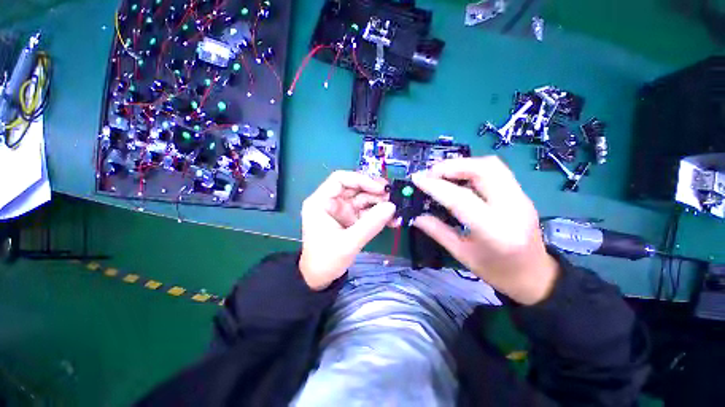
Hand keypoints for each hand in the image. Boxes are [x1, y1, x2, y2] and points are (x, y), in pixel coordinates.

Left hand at [299, 171, 395, 289]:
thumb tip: (392, 207)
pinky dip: (379, 214)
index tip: (379, 188)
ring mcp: (342, 210)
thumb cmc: (326, 260)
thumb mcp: (348, 243)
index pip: (340, 179)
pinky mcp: (351, 219)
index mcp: (321, 202)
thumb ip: (370, 224)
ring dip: (380, 203)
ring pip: (363, 199)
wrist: (320, 278)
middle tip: (393, 197)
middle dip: (374, 191)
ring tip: (395, 210)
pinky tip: (392, 220)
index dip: (361, 179)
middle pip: (355, 188)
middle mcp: (332, 202)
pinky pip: (366, 211)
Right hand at [411, 157, 558, 304]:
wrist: (536, 276)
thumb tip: (416, 217)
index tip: (416, 178)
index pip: (461, 198)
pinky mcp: (521, 194)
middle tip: (430, 173)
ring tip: (442, 173)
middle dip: (452, 166)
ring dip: (463, 164)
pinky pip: (496, 171)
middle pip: (484, 169)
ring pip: (492, 165)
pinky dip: (473, 168)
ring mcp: (521, 198)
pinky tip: (459, 178)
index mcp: (495, 230)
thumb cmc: (497, 271)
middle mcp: (512, 208)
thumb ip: (438, 232)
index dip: (435, 185)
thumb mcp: (462, 255)